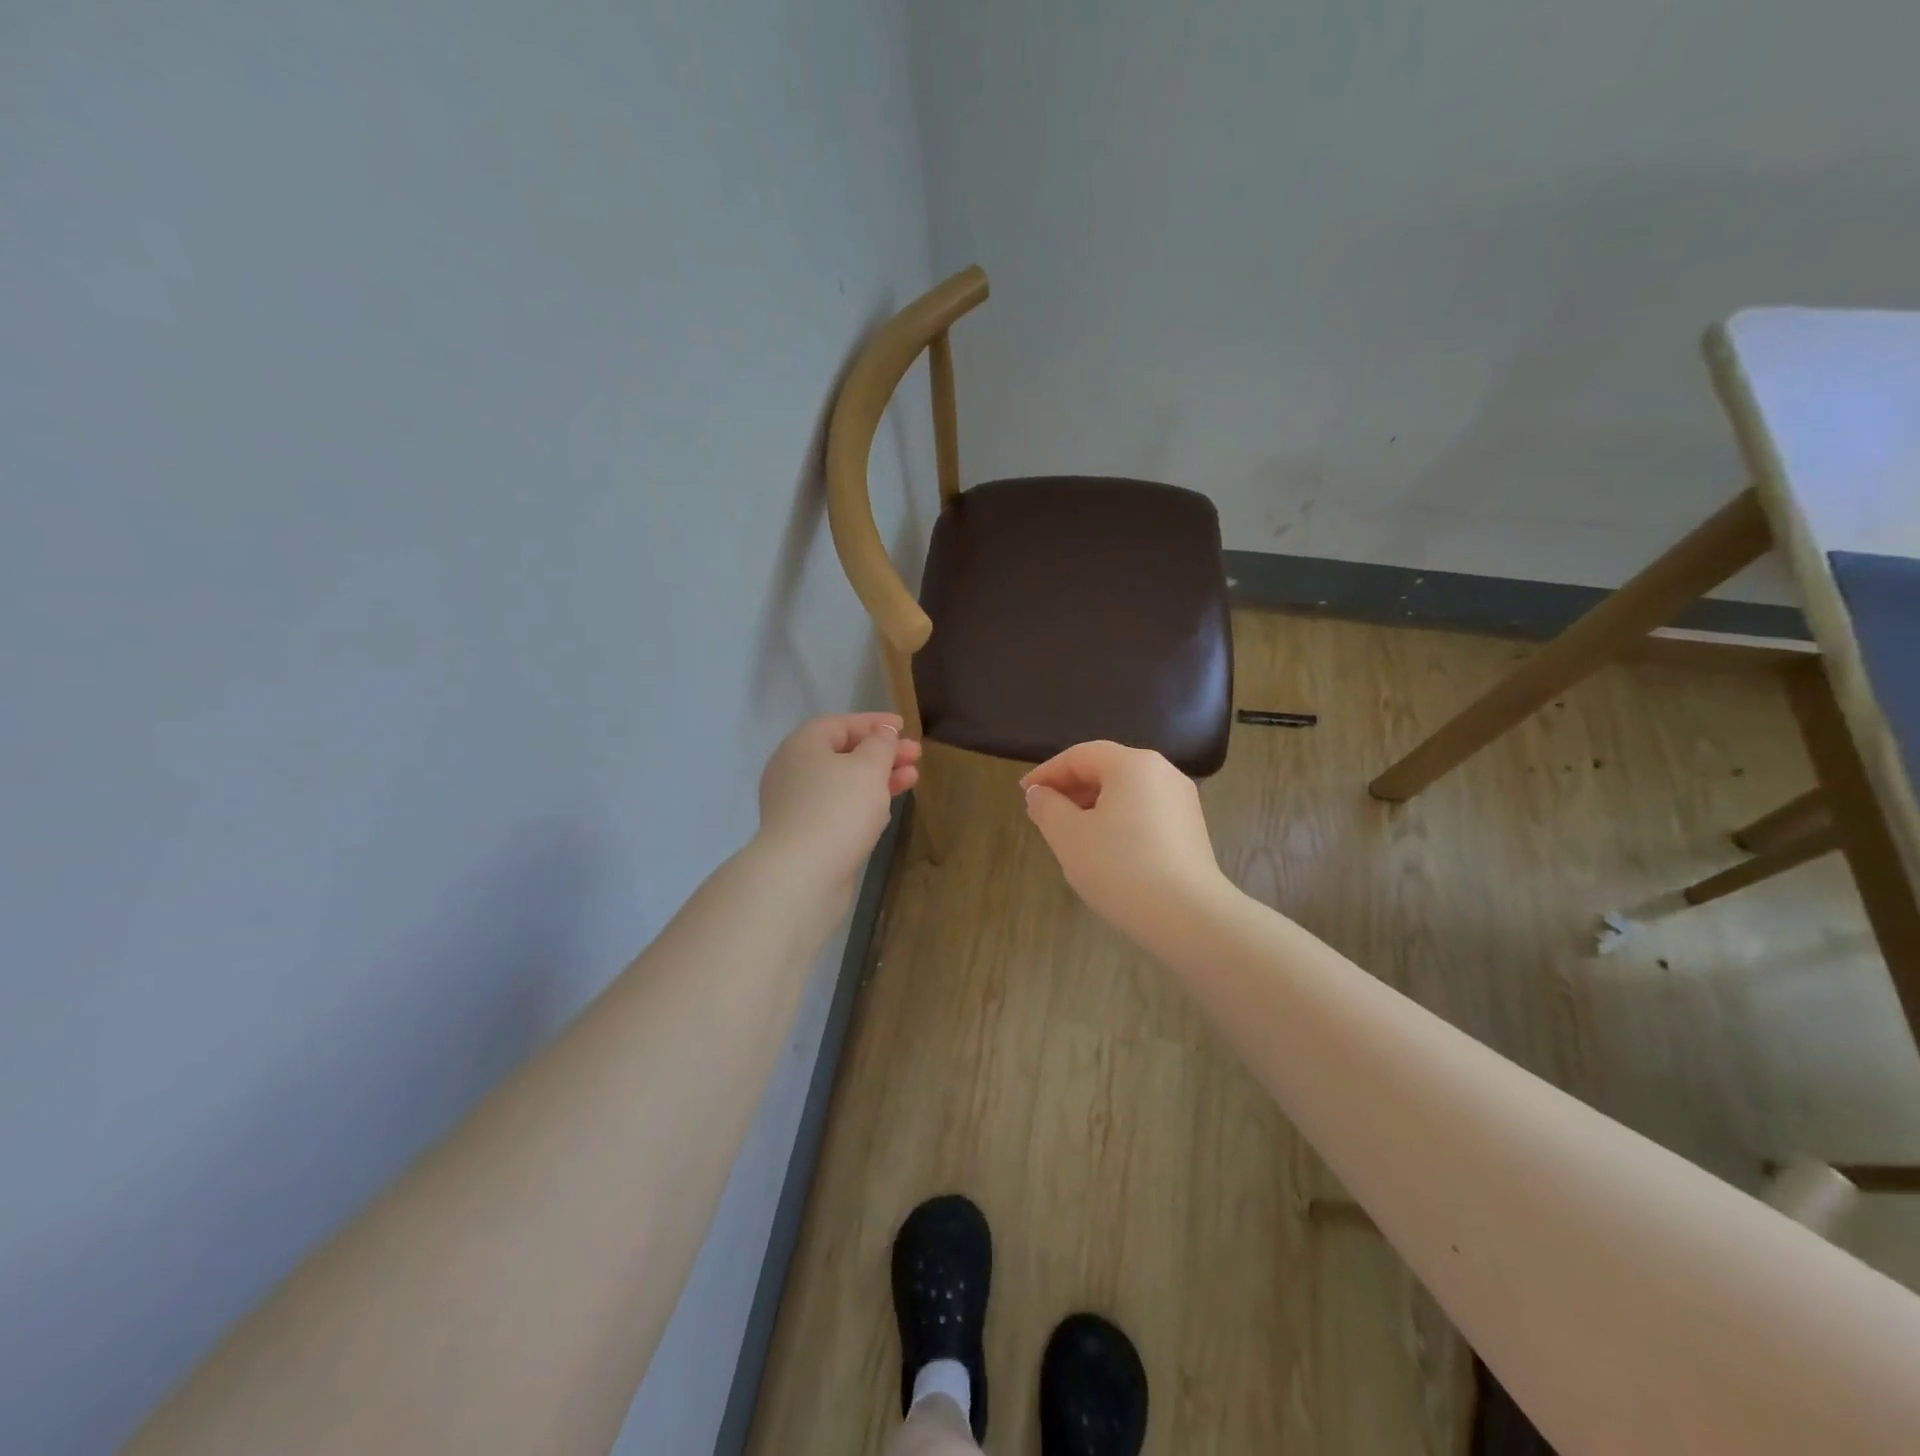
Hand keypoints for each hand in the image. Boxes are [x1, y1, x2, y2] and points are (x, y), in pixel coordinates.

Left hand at [756, 713, 920, 891]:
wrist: (802, 875)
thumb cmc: (838, 809)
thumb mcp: (868, 767)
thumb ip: (880, 744)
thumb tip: (882, 733)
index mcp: (802, 745)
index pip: (840, 723)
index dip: (874, 722)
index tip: (904, 726)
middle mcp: (793, 771)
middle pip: (843, 753)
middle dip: (882, 753)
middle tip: (916, 756)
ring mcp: (796, 805)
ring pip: (843, 783)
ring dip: (877, 779)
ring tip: (912, 780)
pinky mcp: (804, 834)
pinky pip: (838, 809)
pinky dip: (863, 804)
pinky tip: (886, 810)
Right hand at [1020, 741, 1226, 937]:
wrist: (1187, 917)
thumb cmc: (1120, 867)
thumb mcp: (1069, 836)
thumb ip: (1047, 807)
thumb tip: (1039, 793)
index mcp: (1133, 764)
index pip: (1080, 756)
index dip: (1048, 772)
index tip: (1025, 793)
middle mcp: (1163, 772)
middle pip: (1107, 769)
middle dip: (1071, 788)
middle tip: (1044, 813)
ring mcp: (1182, 801)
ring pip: (1127, 792)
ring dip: (1093, 806)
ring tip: (1070, 834)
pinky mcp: (1191, 830)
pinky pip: (1145, 812)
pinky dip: (1118, 820)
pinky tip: (1105, 850)